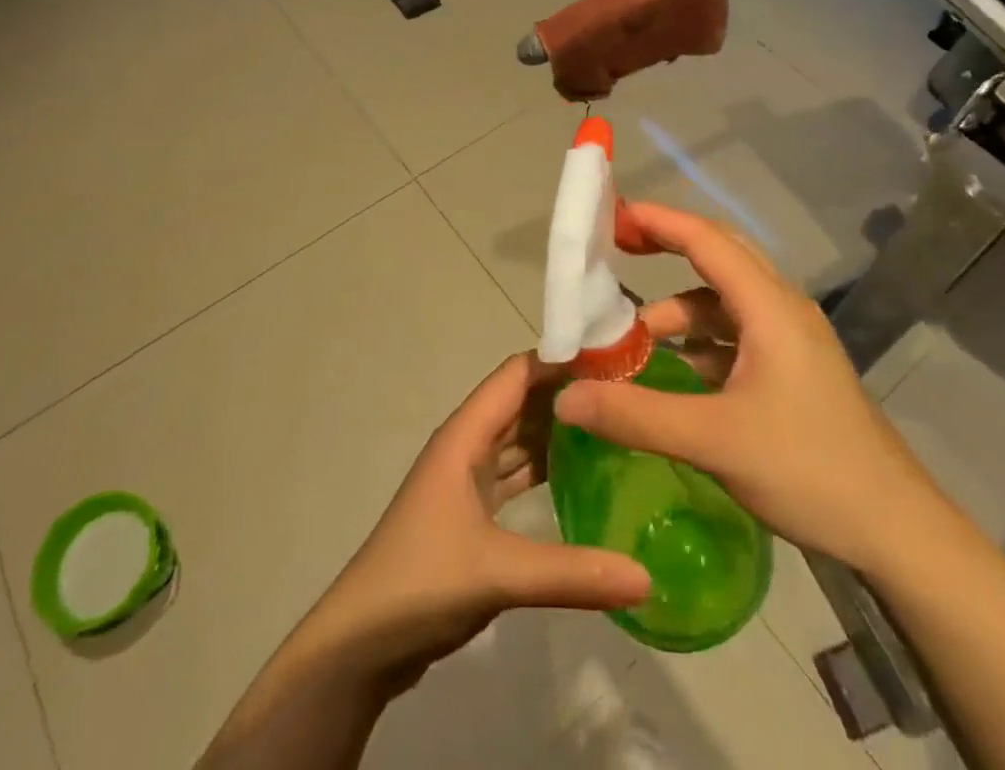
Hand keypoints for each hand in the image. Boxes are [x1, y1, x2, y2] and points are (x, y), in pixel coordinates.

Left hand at [301, 352, 650, 695]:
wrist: (358, 646)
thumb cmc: (420, 584)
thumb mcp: (498, 574)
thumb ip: (572, 574)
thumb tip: (646, 577)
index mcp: (464, 435)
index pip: (517, 374)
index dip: (561, 360)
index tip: (615, 358)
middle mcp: (466, 446)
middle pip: (521, 401)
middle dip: (567, 393)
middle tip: (628, 393)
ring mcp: (467, 480)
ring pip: (519, 438)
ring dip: (558, 429)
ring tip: (615, 425)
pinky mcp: (471, 513)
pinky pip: (515, 474)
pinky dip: (545, 468)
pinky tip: (582, 477)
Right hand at [555, 202, 941, 573]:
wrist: (897, 534)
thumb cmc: (811, 470)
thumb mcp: (716, 440)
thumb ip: (636, 415)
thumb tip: (565, 396)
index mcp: (770, 307)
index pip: (706, 239)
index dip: (658, 221)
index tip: (611, 215)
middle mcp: (781, 310)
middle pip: (718, 256)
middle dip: (667, 246)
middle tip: (617, 250)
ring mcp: (790, 341)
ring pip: (725, 301)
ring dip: (680, 307)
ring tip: (633, 336)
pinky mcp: (792, 372)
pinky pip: (735, 334)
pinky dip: (699, 339)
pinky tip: (672, 370)